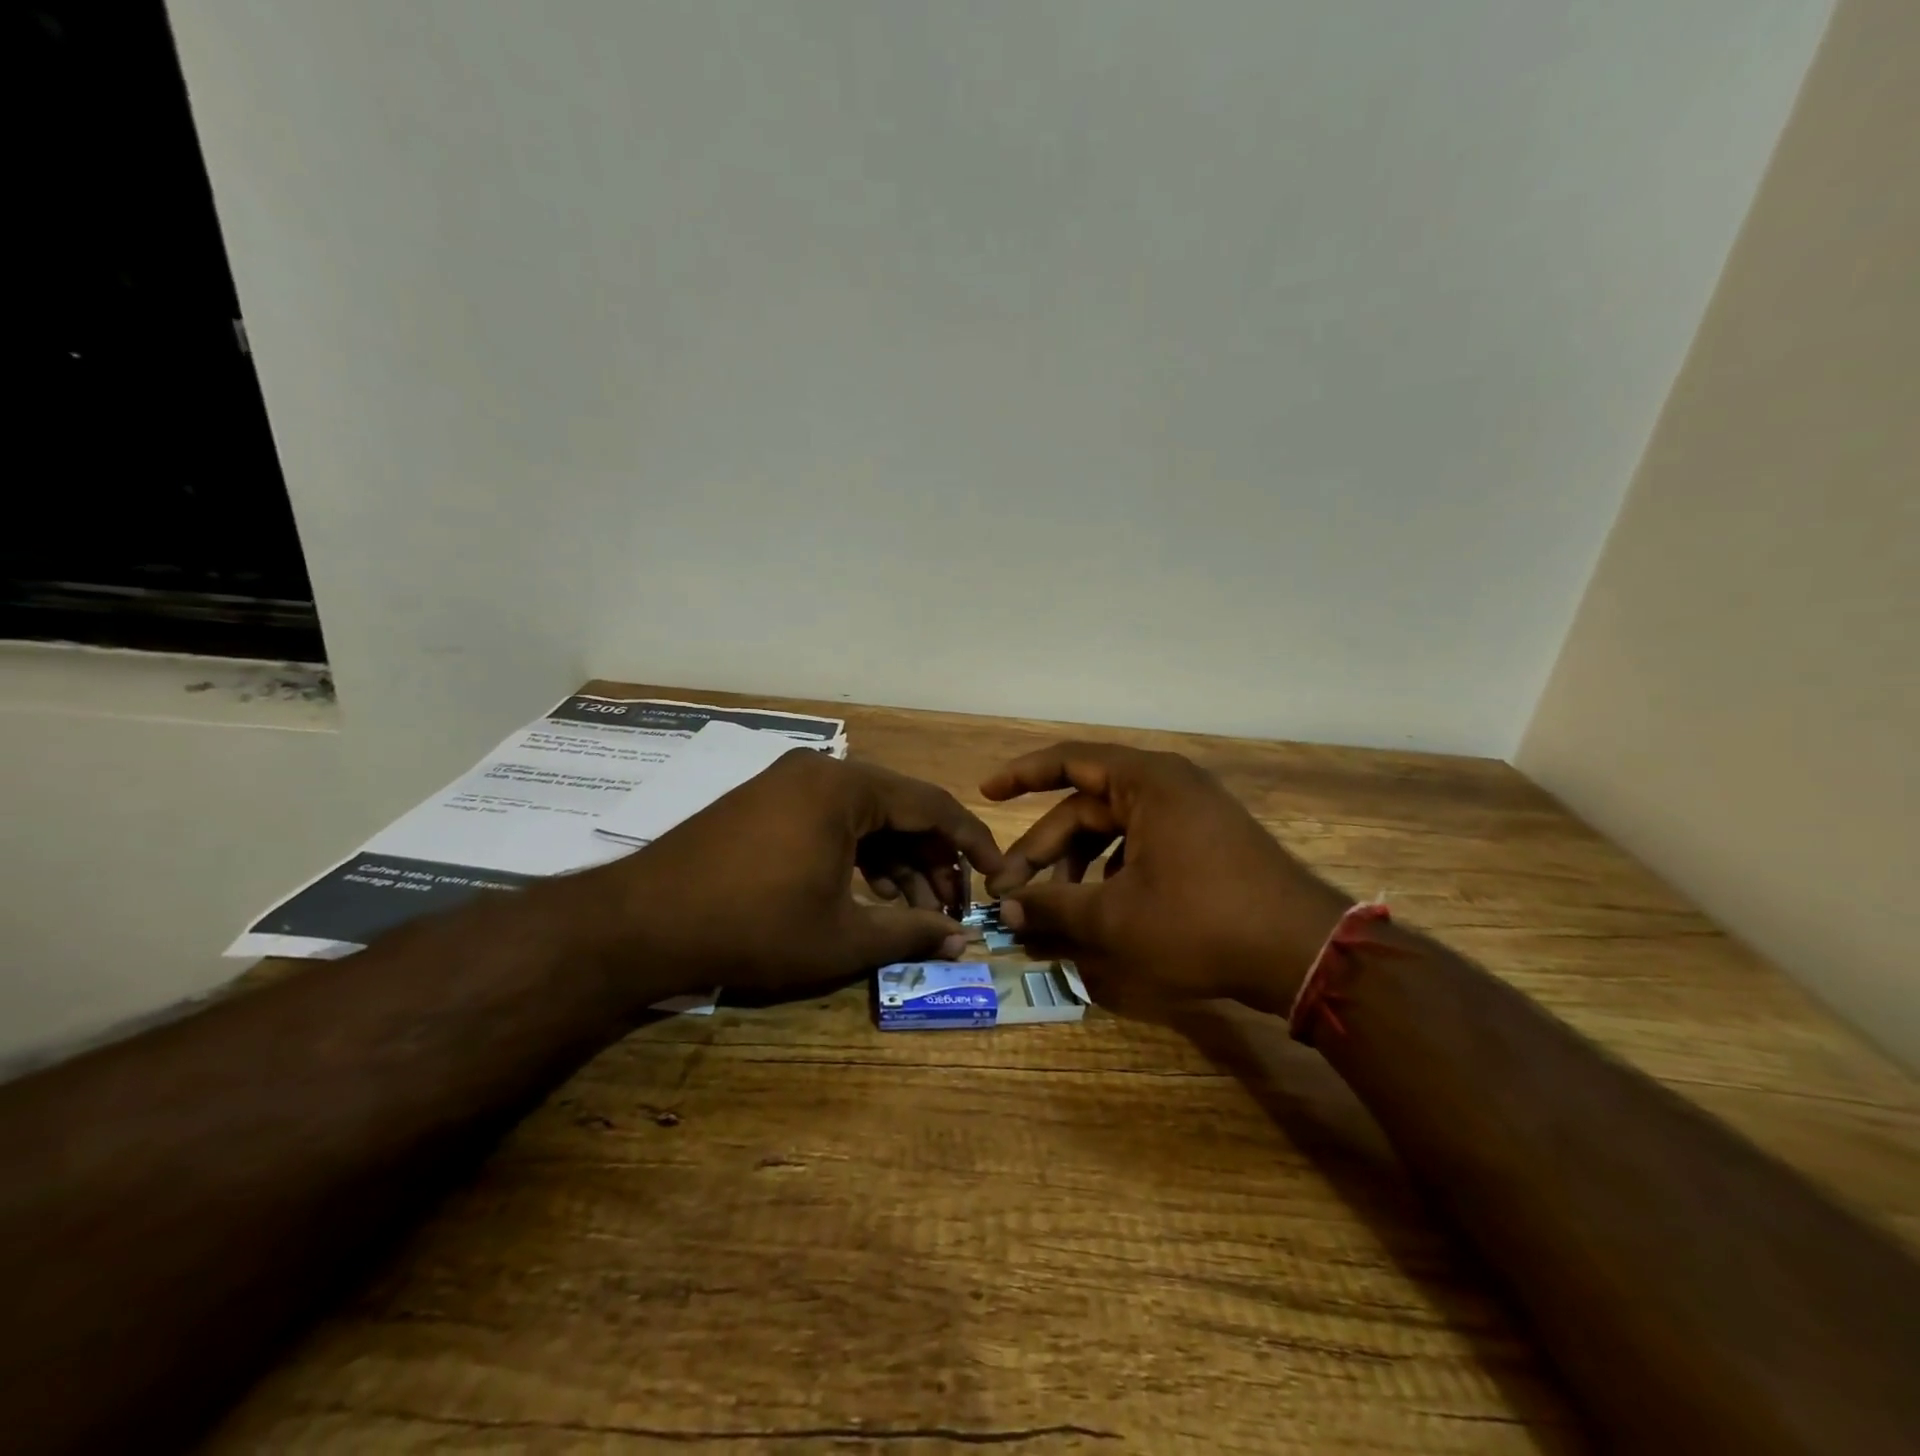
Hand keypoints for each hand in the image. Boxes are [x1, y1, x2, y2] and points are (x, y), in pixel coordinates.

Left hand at [583, 749, 1003, 1001]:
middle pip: (900, 810)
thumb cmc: (753, 927)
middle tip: (949, 909)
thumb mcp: (843, 937)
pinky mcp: (765, 802)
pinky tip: (868, 896)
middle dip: (932, 861)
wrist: (639, 924)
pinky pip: (832, 821)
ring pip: (866, 818)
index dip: (973, 843)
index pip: (933, 805)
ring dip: (895, 863)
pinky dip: (857, 856)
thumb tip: (966, 941)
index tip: (998, 874)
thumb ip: (912, 932)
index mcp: (846, 787)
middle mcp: (821, 771)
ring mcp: (788, 783)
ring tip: (912, 913)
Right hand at [982, 743, 1349, 1019]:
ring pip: (1113, 831)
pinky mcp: (1205, 842)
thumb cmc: (1202, 922)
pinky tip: (1100, 909)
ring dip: (1077, 865)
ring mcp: (1191, 813)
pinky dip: (1112, 872)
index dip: (1022, 775)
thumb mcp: (1116, 918)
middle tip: (1009, 891)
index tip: (986, 793)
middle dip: (1045, 850)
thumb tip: (1008, 910)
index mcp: (1146, 782)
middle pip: (1086, 807)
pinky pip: (1142, 845)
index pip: (1070, 761)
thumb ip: (1054, 907)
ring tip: (1052, 908)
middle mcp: (1168, 786)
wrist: (1304, 952)